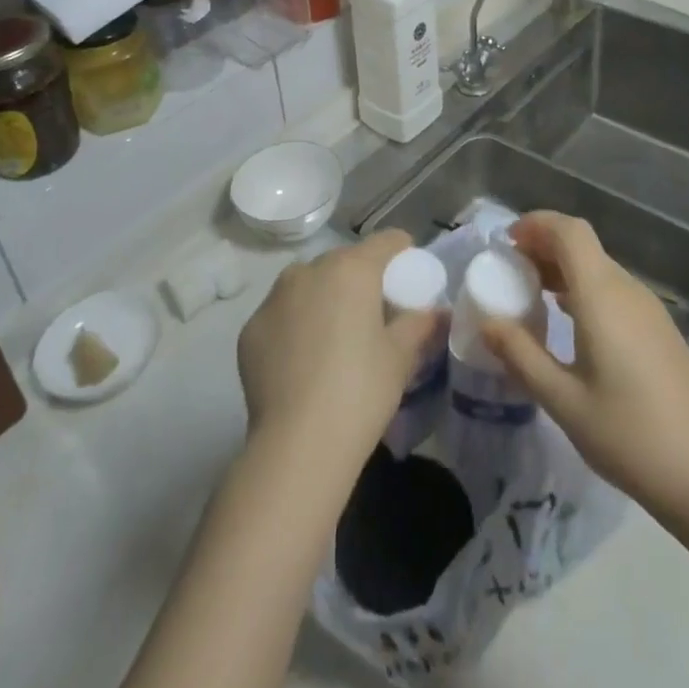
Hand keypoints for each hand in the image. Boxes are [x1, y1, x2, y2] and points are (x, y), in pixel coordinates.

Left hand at [237, 231, 441, 463]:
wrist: (297, 446)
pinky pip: (282, 313)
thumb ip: (420, 323)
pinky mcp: (251, 327)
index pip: (387, 241)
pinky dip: (295, 325)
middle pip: (345, 262)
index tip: (408, 279)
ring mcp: (274, 297)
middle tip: (373, 317)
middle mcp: (309, 270)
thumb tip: (437, 311)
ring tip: (334, 340)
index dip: (403, 254)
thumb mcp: (401, 357)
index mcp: (352, 268)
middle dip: (361, 280)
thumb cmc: (360, 392)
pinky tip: (302, 361)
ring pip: (309, 284)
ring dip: (324, 298)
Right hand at [482, 212, 688, 522]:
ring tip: (531, 295)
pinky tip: (568, 322)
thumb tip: (487, 322)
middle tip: (509, 271)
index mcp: (602, 296)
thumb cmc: (630, 436)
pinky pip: (613, 290)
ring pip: (599, 267)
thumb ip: (521, 355)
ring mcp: (648, 309)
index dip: (536, 224)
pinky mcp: (659, 329)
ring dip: (563, 269)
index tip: (506, 243)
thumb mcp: (564, 401)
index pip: (569, 231)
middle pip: (582, 245)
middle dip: (543, 246)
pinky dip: (583, 289)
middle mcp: (627, 290)